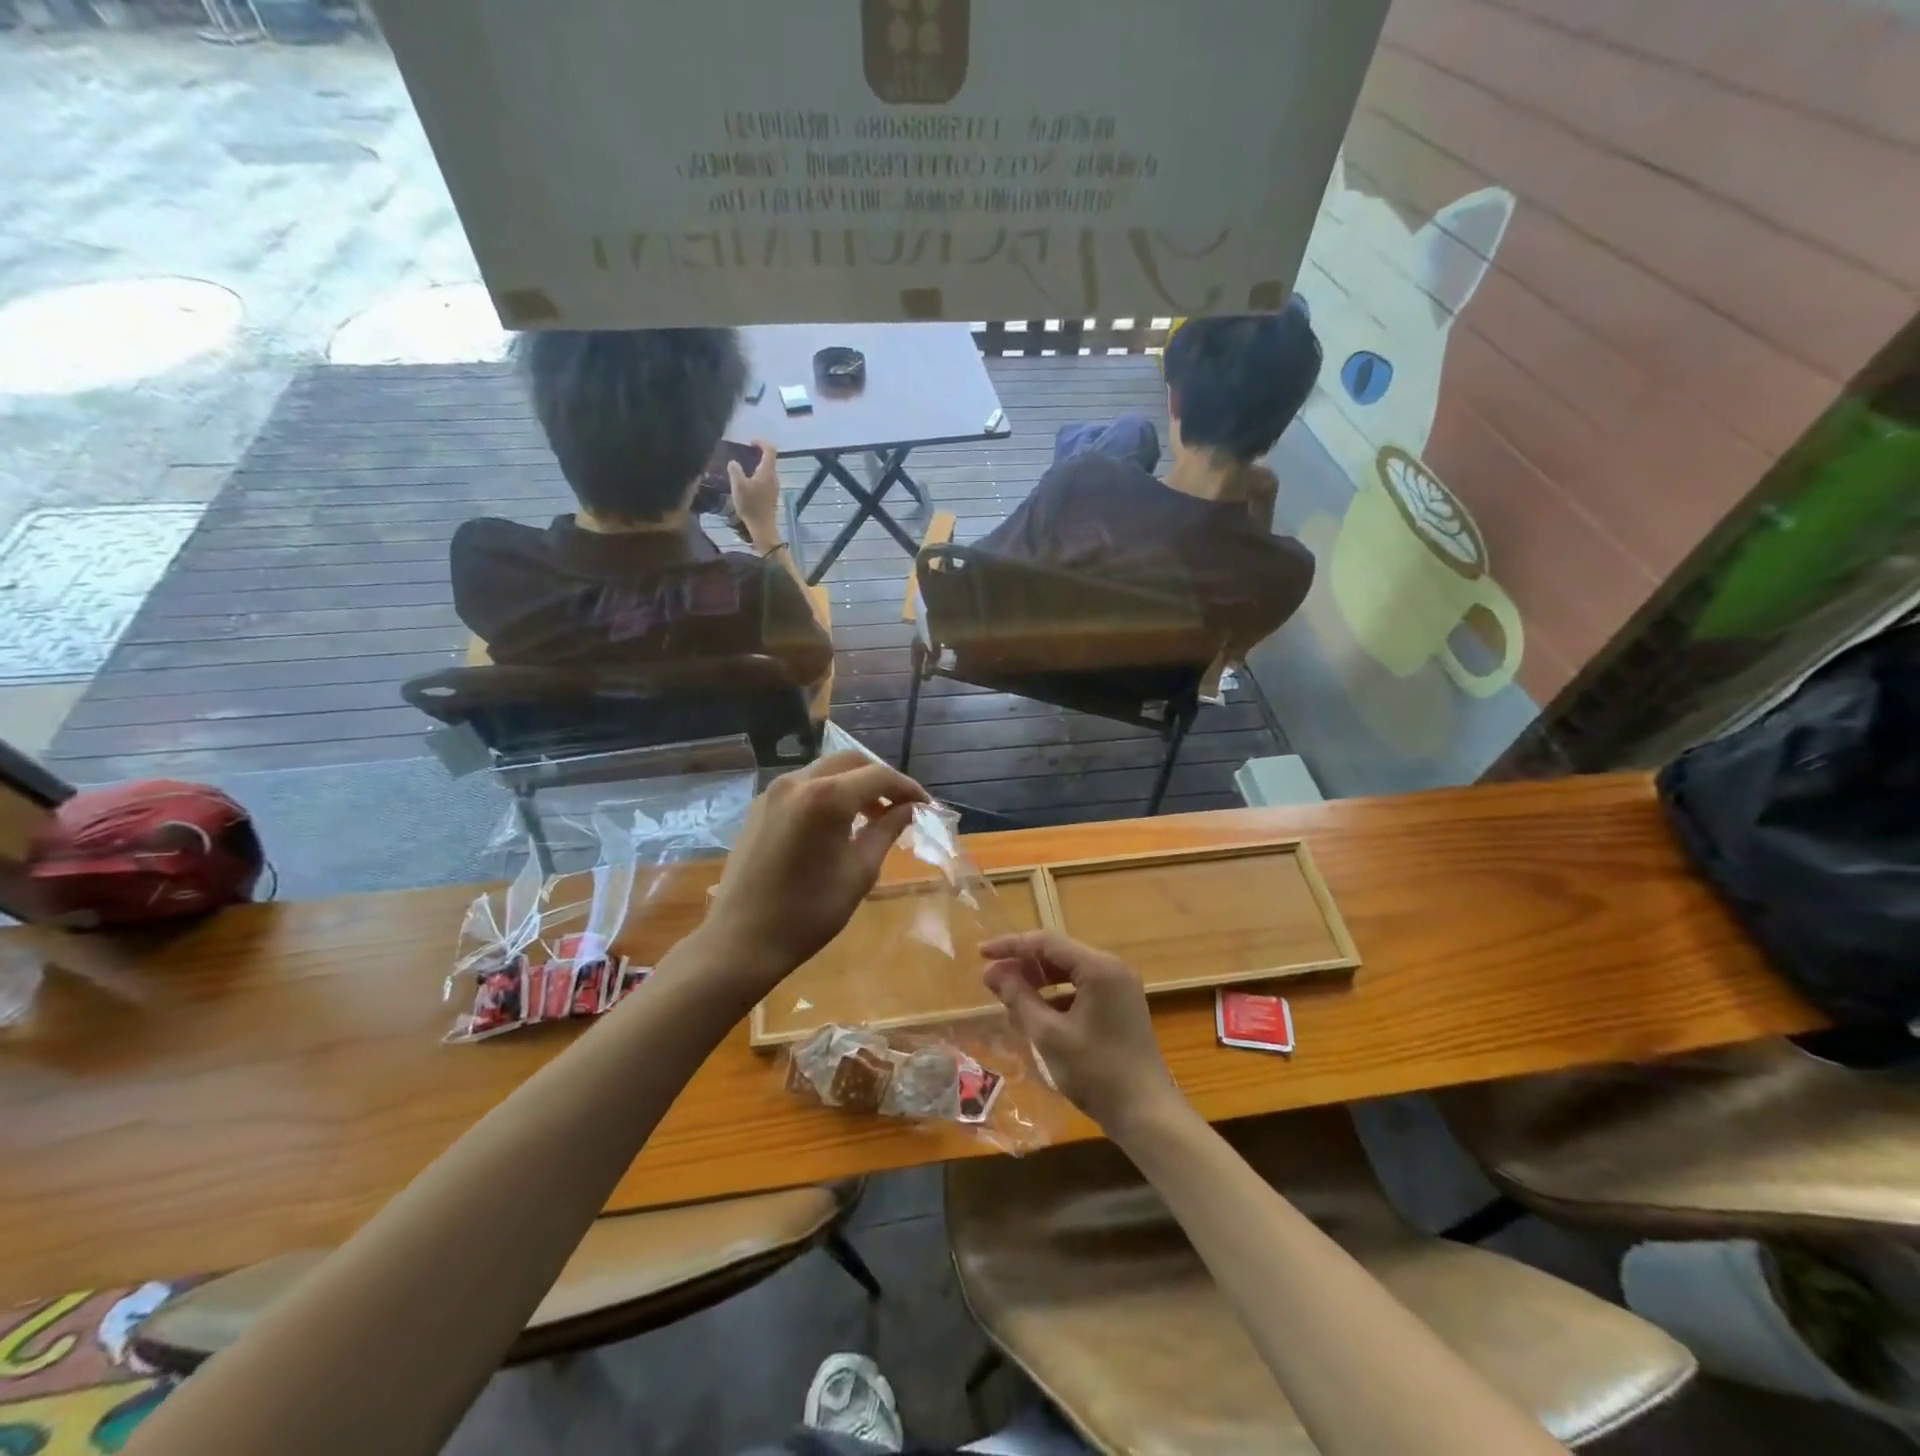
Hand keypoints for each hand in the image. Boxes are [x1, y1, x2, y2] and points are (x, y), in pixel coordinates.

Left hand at [699, 751, 928, 998]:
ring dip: (853, 784)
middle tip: (900, 807)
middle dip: (880, 780)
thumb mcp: (860, 872)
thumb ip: (887, 831)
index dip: (908, 788)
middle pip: (851, 762)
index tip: (926, 807)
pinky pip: (803, 786)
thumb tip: (910, 809)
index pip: (879, 776)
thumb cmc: (809, 912)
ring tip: (872, 816)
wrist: (741, 939)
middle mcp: (798, 782)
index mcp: (826, 797)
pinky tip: (837, 823)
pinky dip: (828, 793)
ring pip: (825, 770)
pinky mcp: (760, 806)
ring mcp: (774, 792)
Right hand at [728, 439, 782, 545]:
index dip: (760, 442)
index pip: (770, 449)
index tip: (749, 443)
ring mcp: (775, 487)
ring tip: (741, 470)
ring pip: (766, 471)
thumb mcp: (738, 485)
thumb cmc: (750, 505)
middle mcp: (774, 477)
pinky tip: (746, 484)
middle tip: (742, 456)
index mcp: (767, 471)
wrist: (762, 527)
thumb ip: (735, 470)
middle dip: (756, 455)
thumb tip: (734, 462)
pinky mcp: (772, 496)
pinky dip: (757, 477)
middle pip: (768, 460)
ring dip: (755, 467)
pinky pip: (765, 481)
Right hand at [980, 930, 1180, 1133]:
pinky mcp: (1120, 1005)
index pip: (1046, 942)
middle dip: (1024, 964)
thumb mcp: (1049, 1034)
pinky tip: (1037, 1013)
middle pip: (1059, 953)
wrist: (1146, 1114)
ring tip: (1009, 994)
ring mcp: (1119, 987)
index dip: (1011, 945)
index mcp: (1099, 967)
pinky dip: (1057, 995)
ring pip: (1069, 971)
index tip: (981, 954)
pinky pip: (1081, 988)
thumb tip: (992, 972)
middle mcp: (1112, 968)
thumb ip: (1019, 997)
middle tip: (992, 978)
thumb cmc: (1095, 1072)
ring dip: (1039, 980)